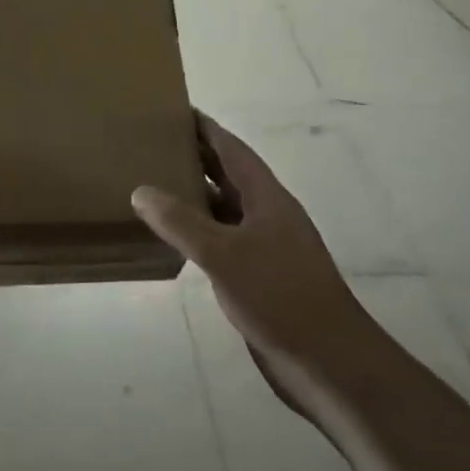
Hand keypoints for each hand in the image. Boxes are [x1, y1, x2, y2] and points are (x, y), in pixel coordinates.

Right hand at [132, 114, 369, 401]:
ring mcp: (266, 247)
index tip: (177, 109)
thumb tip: (141, 190)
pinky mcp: (260, 277)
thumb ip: (181, 222)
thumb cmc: (279, 296)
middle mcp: (268, 216)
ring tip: (156, 183)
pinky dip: (199, 231)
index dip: (207, 129)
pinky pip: (223, 240)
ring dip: (196, 195)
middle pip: (230, 175)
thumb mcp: (223, 255)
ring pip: (226, 209)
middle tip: (156, 142)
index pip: (233, 150)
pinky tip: (175, 238)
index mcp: (267, 198)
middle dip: (198, 156)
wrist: (328, 362)